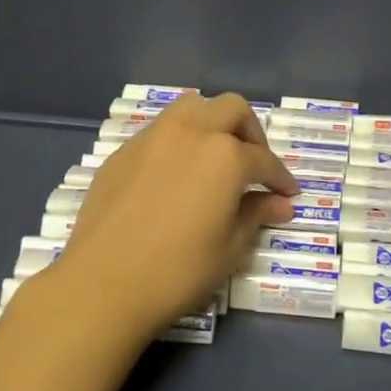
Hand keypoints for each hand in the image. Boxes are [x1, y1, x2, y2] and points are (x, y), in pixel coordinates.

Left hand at [58, 93, 296, 337]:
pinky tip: (176, 175)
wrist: (103, 283)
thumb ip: (256, 215)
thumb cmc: (178, 271)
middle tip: (254, 166)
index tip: (287, 193)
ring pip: (192, 107)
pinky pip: (160, 131)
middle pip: (232, 109)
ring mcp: (153, 137)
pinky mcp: (124, 151)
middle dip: (251, 133)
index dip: (280, 178)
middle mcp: (191, 132)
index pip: (264, 160)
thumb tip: (279, 203)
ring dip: (212, 124)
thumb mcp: (229, 248)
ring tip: (215, 158)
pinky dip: (179, 141)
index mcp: (225, 155)